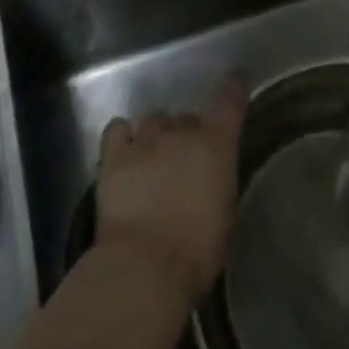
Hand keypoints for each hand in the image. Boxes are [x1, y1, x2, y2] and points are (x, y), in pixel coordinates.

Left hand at [96, 79, 245, 303]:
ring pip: (154, 119)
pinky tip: (125, 149)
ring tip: (153, 158)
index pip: (229, 102)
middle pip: (186, 118)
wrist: (145, 267)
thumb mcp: (224, 216)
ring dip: (158, 135)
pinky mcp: (114, 155)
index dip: (233, 89)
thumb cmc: (197, 253)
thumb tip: (210, 176)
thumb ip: (218, 183)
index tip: (234, 81)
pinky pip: (118, 129)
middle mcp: (182, 132)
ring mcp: (145, 140)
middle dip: (187, 134)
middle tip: (184, 162)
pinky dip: (123, 135)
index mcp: (216, 146)